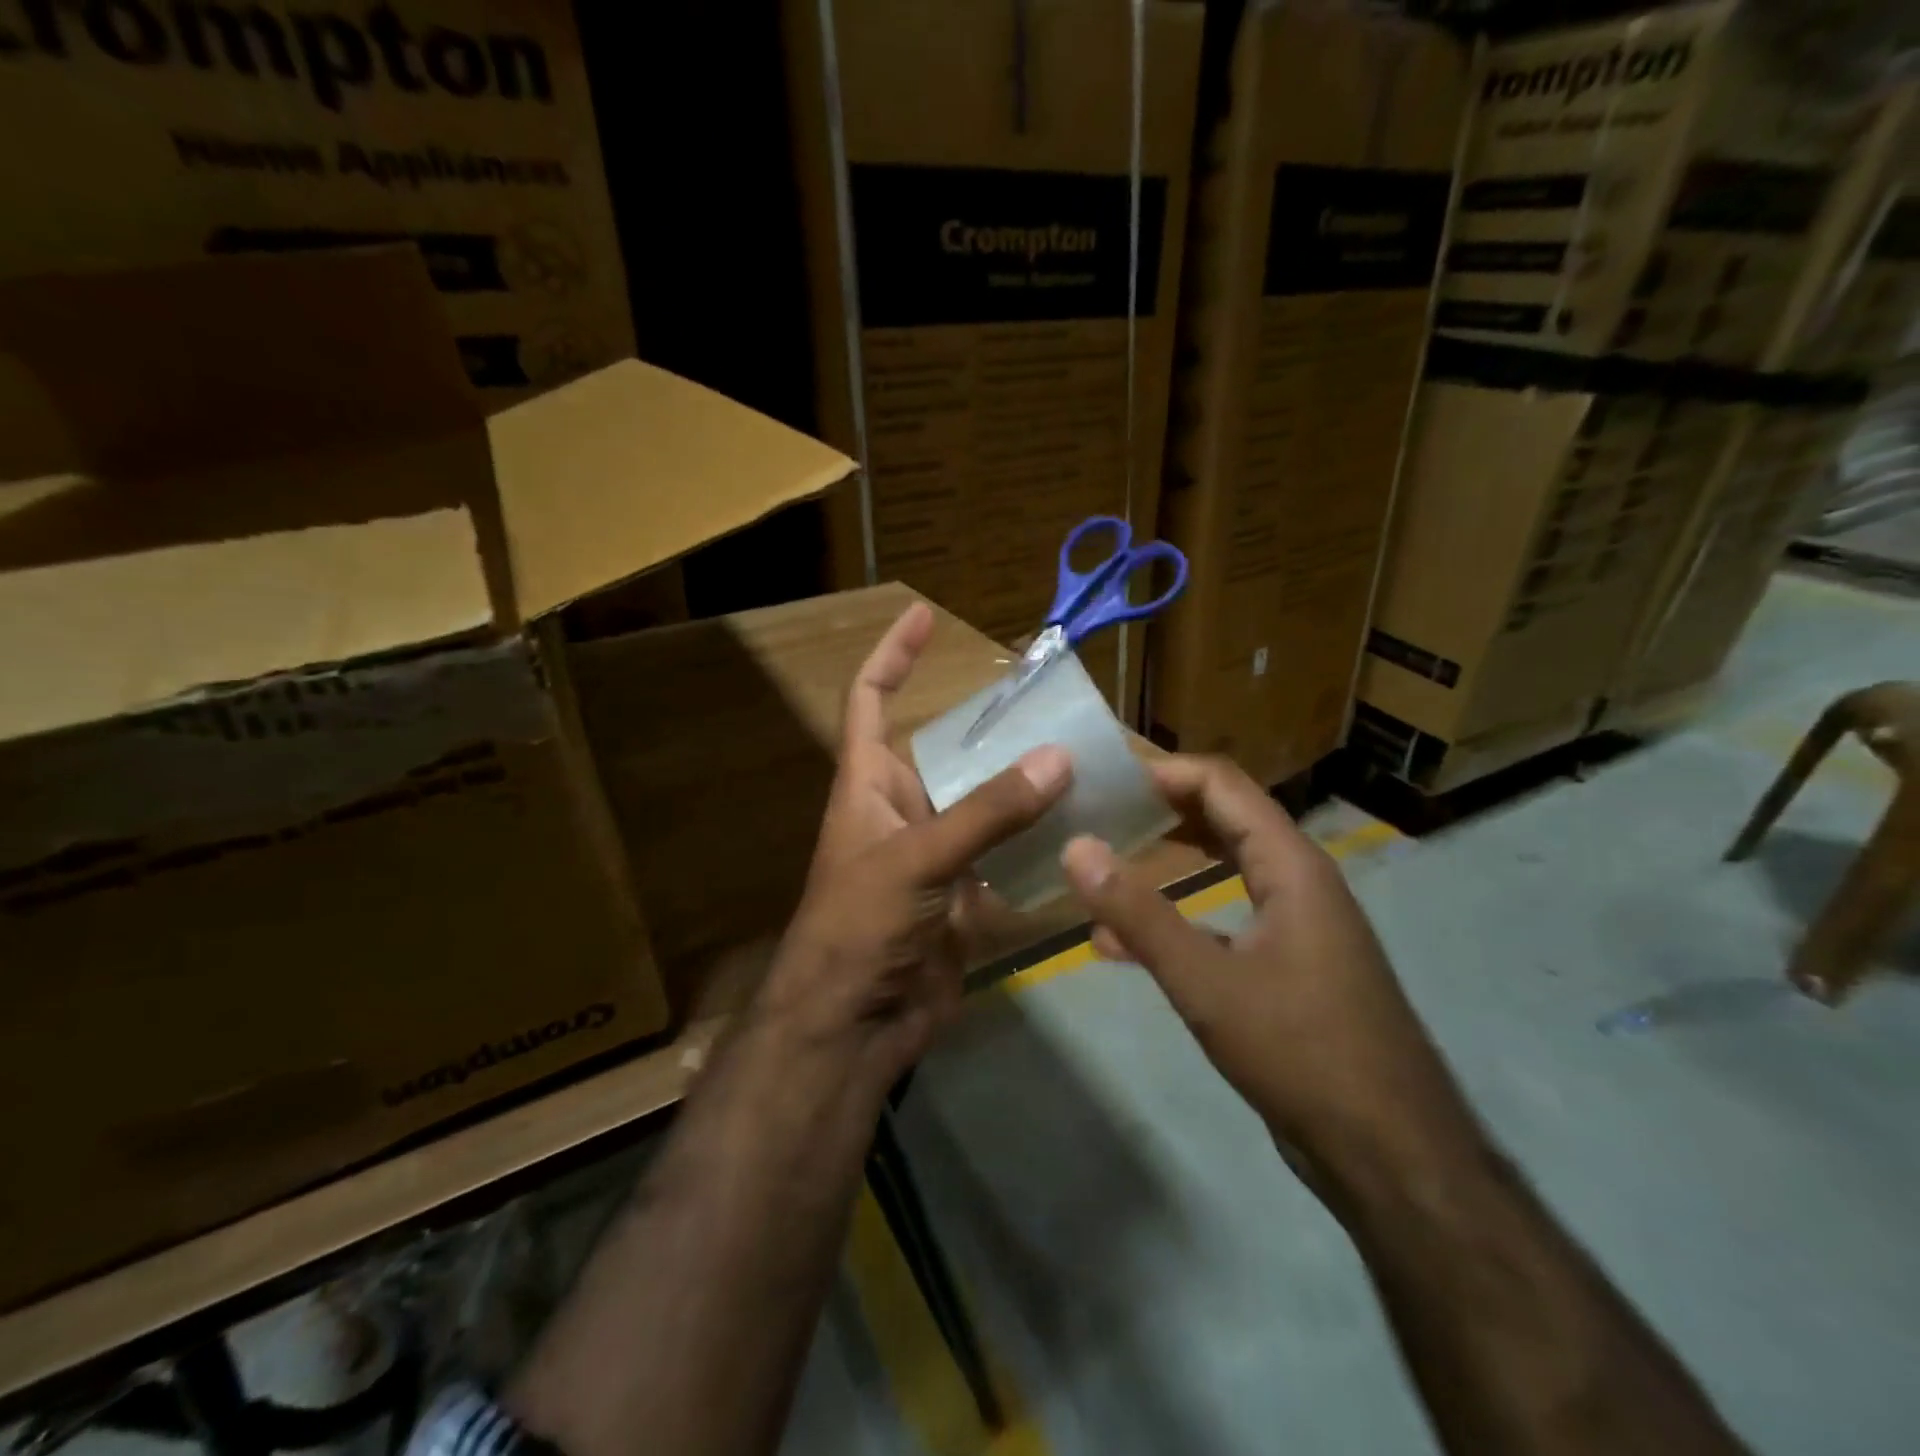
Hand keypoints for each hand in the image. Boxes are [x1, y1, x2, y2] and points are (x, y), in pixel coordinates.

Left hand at [757, 603, 1072, 1078]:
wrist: (853, 1027)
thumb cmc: (860, 926)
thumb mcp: (918, 859)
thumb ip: (987, 811)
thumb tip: (1058, 758)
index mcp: (869, 784)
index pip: (870, 699)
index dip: (893, 654)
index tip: (924, 615)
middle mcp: (903, 810)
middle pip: (950, 752)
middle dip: (996, 730)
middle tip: (1056, 705)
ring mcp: (937, 856)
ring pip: (988, 806)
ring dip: (1028, 789)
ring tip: (1087, 760)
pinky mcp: (964, 898)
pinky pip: (1008, 858)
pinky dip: (1040, 847)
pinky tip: (1085, 831)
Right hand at [1059, 755, 1476, 1178]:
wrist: (1389, 1154)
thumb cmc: (1301, 1051)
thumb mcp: (1207, 981)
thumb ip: (1138, 913)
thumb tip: (1076, 848)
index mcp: (1291, 865)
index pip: (1223, 784)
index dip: (1163, 771)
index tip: (1103, 778)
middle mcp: (1298, 881)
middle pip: (1224, 818)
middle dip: (1161, 809)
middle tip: (1096, 811)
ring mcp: (1296, 925)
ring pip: (1222, 868)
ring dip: (1167, 860)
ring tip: (1104, 860)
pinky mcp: (1287, 965)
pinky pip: (1224, 918)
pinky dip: (1177, 916)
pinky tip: (1122, 943)